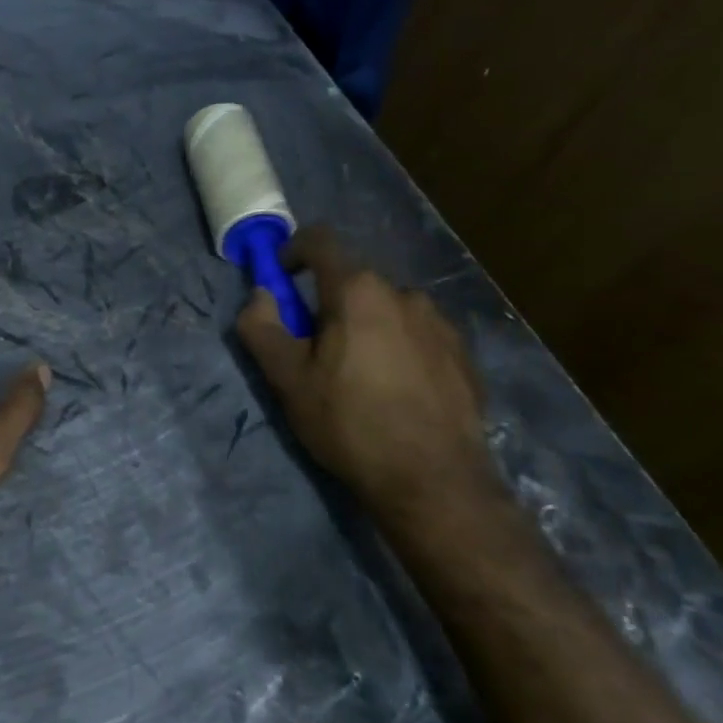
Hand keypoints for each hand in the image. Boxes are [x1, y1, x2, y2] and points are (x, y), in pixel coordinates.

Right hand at [235, 226, 495, 524]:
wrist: (434, 480)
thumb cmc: (349, 423)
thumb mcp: (288, 380)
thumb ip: (262, 328)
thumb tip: (260, 294)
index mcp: (358, 291)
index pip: (320, 242)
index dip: (292, 252)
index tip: (280, 281)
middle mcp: (404, 293)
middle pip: (353, 282)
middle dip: (326, 304)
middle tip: (313, 351)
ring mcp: (440, 323)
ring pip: (387, 310)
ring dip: (364, 326)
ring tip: (357, 377)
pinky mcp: (463, 354)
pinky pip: (417, 335)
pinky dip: (396, 348)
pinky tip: (393, 393)